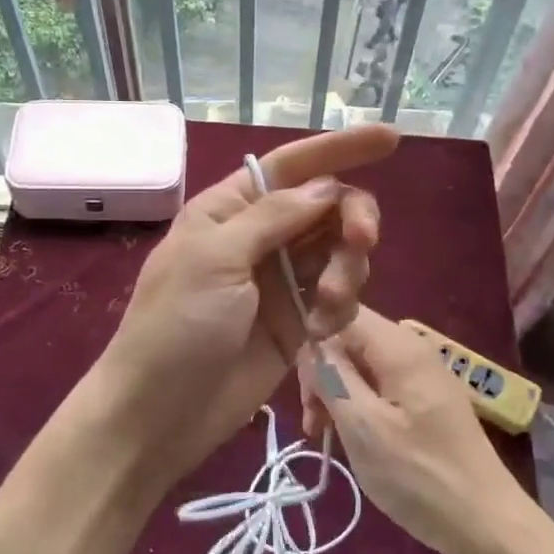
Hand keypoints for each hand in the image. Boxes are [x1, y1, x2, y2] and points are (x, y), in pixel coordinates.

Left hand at [96, 125, 397, 491]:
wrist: (160, 414)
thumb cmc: (175, 326)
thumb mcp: (215, 258)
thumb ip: (273, 217)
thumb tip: (326, 186)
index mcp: (230, 209)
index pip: (292, 166)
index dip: (340, 148)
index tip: (393, 138)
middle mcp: (260, 238)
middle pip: (327, 207)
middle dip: (352, 219)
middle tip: (362, 242)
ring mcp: (280, 282)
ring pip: (339, 253)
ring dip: (346, 270)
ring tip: (325, 305)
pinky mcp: (297, 323)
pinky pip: (338, 299)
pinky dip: (340, 308)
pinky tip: (320, 331)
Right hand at [299, 306, 531, 553]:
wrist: (485, 523)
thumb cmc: (418, 475)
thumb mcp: (363, 426)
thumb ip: (332, 376)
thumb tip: (313, 345)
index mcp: (400, 347)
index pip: (342, 316)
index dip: (316, 345)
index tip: (305, 391)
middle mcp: (414, 349)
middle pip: (352, 341)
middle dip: (324, 374)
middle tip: (314, 423)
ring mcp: (423, 375)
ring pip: (363, 366)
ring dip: (338, 394)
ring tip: (326, 436)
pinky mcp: (427, 400)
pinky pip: (381, 387)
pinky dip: (359, 406)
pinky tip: (353, 437)